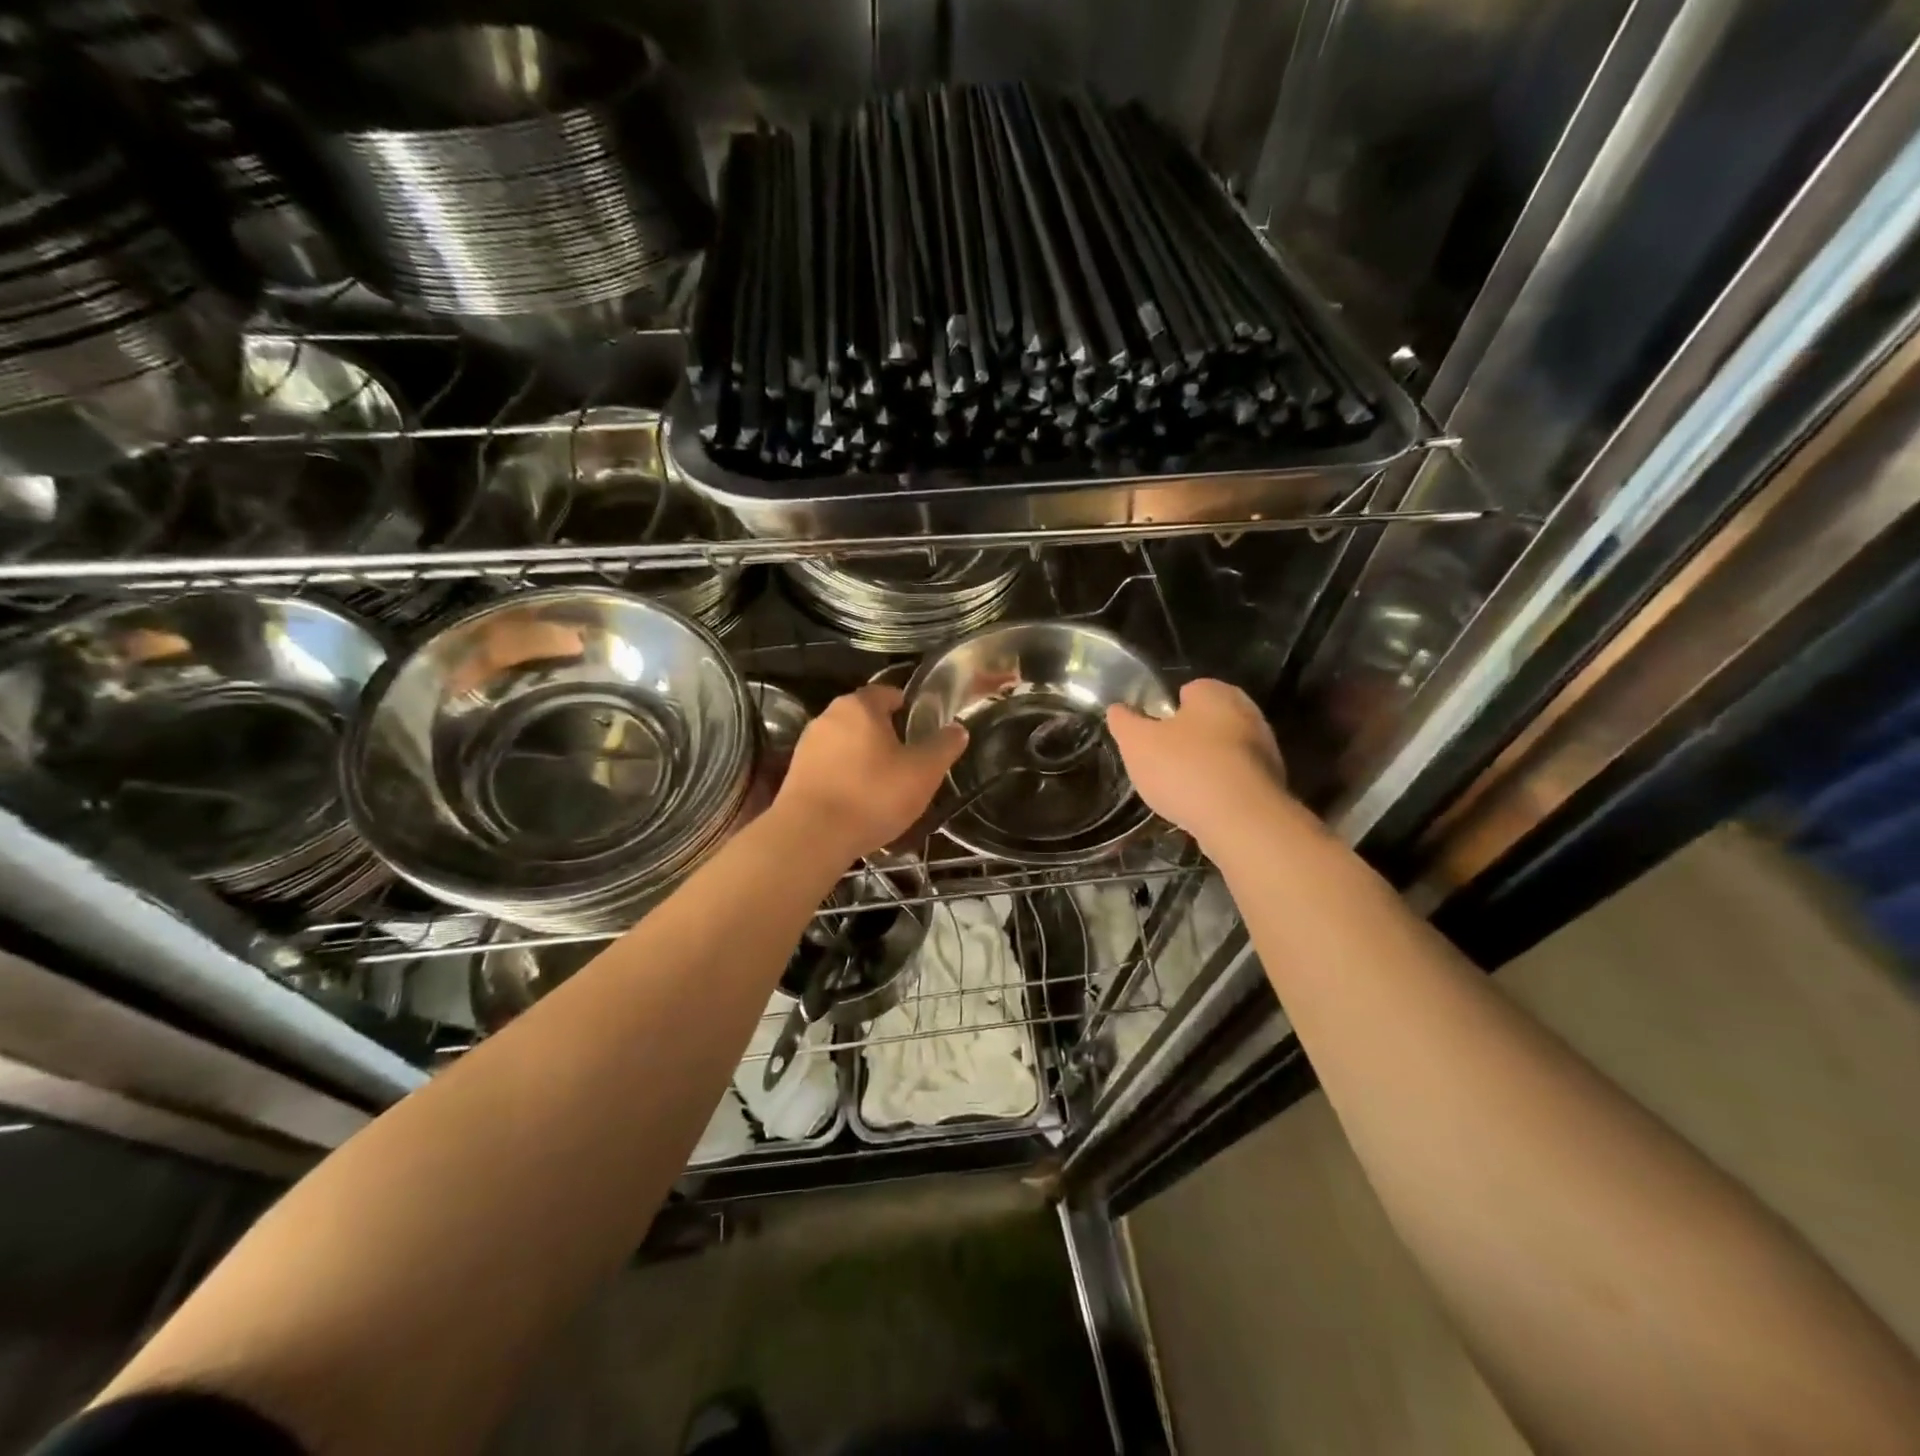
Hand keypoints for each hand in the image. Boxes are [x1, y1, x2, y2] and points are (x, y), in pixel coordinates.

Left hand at [775, 685, 966, 860]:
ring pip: (846, 743)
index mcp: (860, 706)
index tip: (923, 729)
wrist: (811, 836)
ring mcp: (807, 745)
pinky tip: (859, 802)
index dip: (908, 707)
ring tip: (885, 786)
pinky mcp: (796, 773)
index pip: (888, 692)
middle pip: (865, 718)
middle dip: (887, 734)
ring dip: (865, 758)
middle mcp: (828, 716)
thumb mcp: (923, 772)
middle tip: (909, 761)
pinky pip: (830, 767)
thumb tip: (958, 728)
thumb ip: (943, 746)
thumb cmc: (872, 795)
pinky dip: (846, 777)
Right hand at [1107, 679, 1286, 847]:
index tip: (1151, 734)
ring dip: (1206, 764)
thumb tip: (1117, 709)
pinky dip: (1222, 788)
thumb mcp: (1137, 743)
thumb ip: (1124, 722)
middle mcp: (1247, 711)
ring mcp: (1265, 748)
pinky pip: (1237, 778)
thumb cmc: (1184, 769)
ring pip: (1225, 750)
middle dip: (1187, 737)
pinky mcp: (1272, 782)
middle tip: (1162, 761)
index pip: (1188, 690)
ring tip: (1181, 789)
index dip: (1166, 711)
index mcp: (1215, 692)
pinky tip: (1204, 806)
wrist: (1241, 819)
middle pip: (1208, 720)